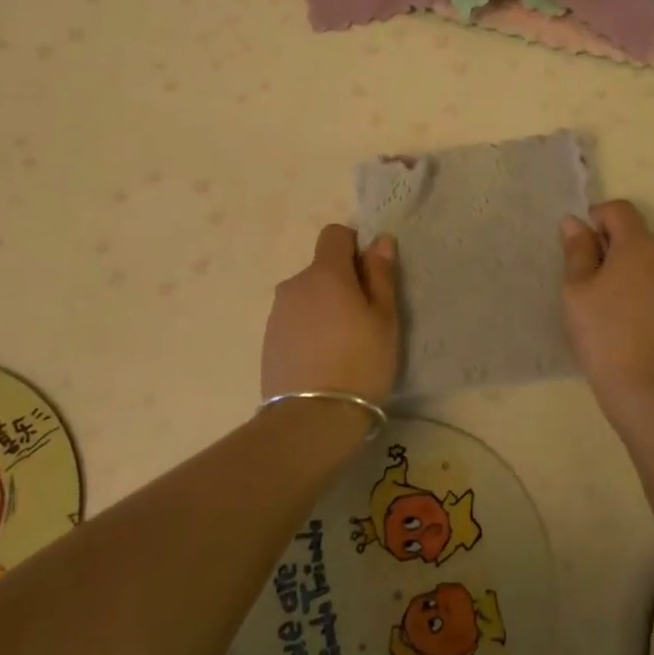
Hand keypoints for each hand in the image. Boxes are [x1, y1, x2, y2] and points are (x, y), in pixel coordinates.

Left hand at [261, 225, 399, 404]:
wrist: (311, 420)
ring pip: (307, 296)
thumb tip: (380, 240)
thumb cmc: (360, 363)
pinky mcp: (268, 340)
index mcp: (325, 273)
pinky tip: (322, 360)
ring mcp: (277, 313)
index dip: (354, 247)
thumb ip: (381, 275)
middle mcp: (295, 284)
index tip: (369, 275)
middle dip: (342, 282)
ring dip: (324, 307)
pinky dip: (309, 329)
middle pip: (321, 268)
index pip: (334, 234)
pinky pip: (295, 320)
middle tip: (364, 319)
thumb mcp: (384, 319)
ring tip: (342, 345)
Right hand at [560, 200, 653, 398]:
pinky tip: (626, 313)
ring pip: (647, 256)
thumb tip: (574, 222)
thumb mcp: (577, 287)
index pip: (620, 209)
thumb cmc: (602, 330)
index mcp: (640, 244)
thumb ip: (577, 249)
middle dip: (610, 245)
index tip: (580, 247)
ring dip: (626, 265)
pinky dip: (641, 284)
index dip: (596, 219)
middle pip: (635, 232)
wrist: (643, 383)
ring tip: (607, 300)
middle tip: (588, 278)